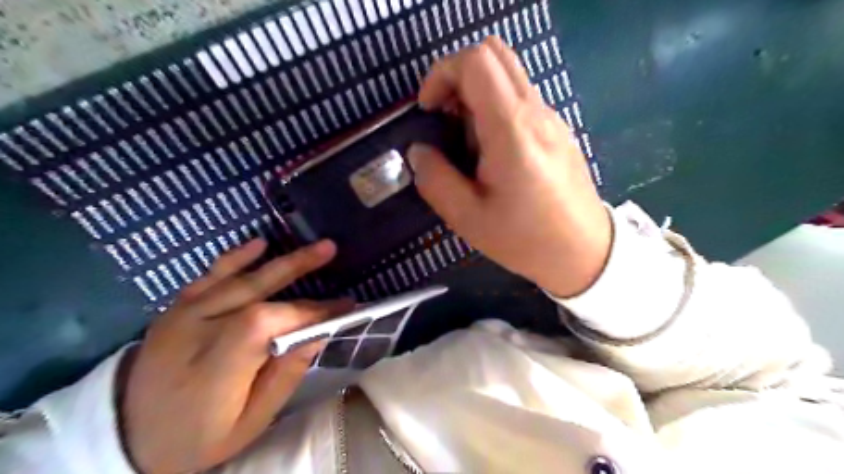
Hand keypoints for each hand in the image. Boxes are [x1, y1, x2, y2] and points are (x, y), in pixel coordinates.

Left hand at [118, 242, 352, 473]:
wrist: (126, 435)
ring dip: (281, 261)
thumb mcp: (249, 423)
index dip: (308, 312)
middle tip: (331, 252)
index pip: (266, 325)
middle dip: (299, 270)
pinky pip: (208, 276)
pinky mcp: (176, 308)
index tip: (343, 308)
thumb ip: (284, 377)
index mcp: (214, 370)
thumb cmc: (197, 435)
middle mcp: (195, 334)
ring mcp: (182, 316)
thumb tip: (317, 335)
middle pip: (256, 295)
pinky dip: (236, 258)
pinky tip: (259, 244)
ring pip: (238, 280)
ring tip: (316, 247)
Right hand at [411, 36, 614, 298]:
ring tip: (467, 143)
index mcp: (512, 130)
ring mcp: (551, 118)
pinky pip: (520, 99)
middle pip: (495, 53)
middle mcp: (536, 112)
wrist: (585, 253)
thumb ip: (435, 179)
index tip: (429, 109)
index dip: (442, 73)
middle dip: (458, 76)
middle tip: (444, 116)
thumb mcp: (468, 218)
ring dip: (476, 95)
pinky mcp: (557, 130)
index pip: (476, 61)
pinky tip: (492, 152)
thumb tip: (418, 151)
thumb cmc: (526, 240)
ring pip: (508, 75)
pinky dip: (494, 109)